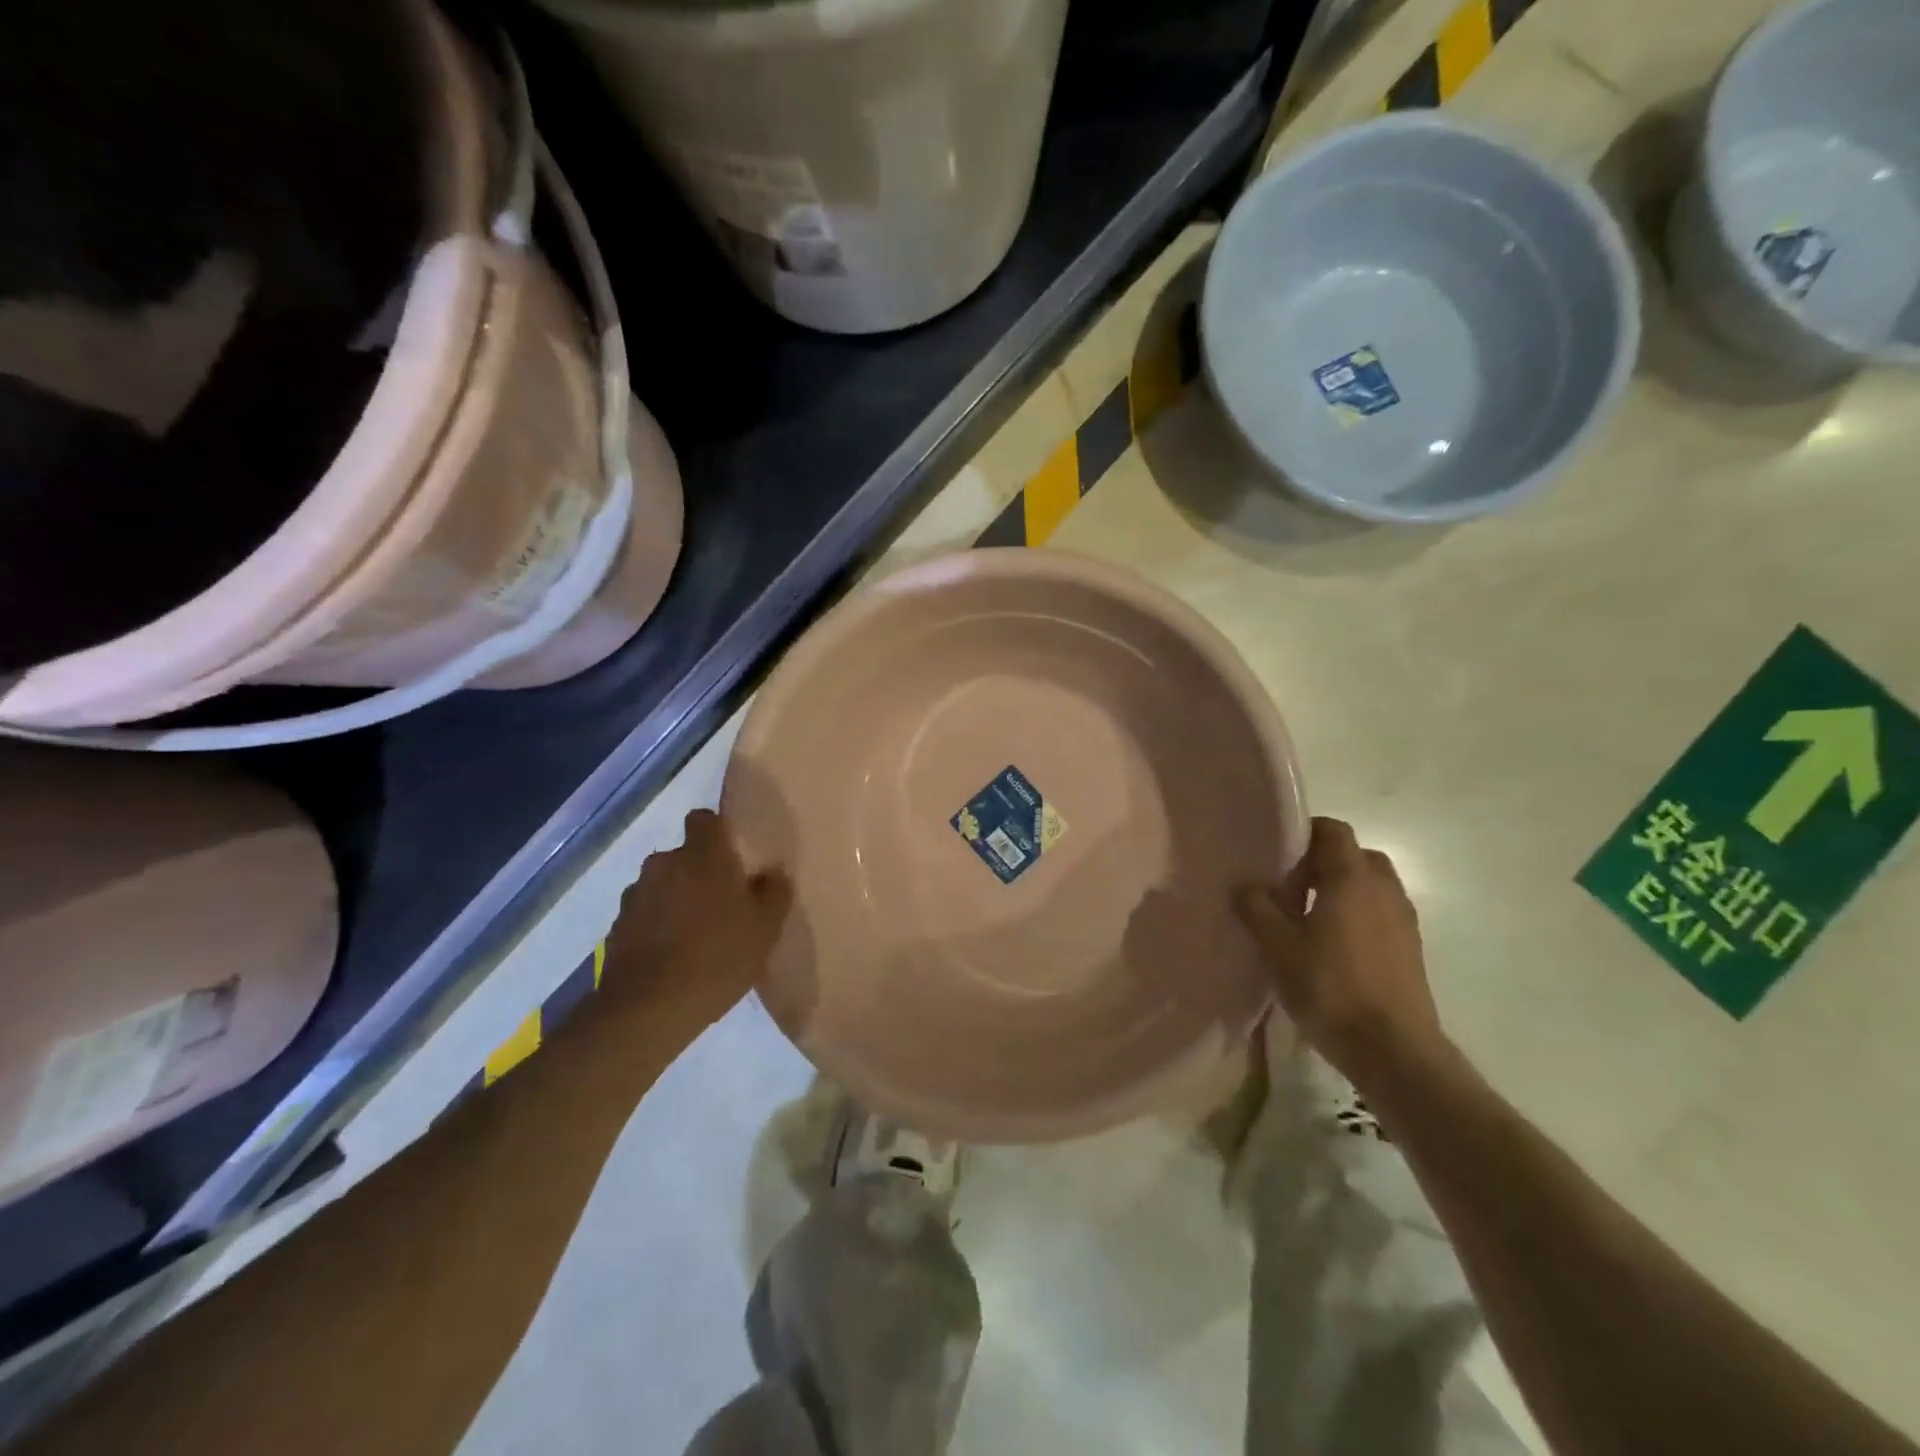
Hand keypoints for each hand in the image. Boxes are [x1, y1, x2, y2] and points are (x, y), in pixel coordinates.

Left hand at [602, 809, 791, 1024]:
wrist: (648, 1010)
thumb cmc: (717, 958)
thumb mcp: (765, 928)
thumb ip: (774, 892)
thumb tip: (772, 873)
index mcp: (703, 855)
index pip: (704, 819)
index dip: (718, 832)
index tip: (733, 856)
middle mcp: (664, 863)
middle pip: (684, 855)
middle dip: (699, 871)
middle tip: (722, 903)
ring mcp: (636, 894)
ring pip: (663, 884)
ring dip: (677, 898)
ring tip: (696, 933)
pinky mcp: (617, 926)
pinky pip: (646, 913)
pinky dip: (658, 925)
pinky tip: (673, 955)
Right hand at [1235, 817, 1446, 1093]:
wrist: (1393, 1050)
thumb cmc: (1329, 987)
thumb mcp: (1277, 947)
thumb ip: (1257, 908)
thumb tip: (1246, 886)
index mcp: (1352, 879)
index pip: (1334, 831)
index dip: (1306, 832)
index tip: (1278, 851)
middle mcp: (1384, 890)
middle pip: (1356, 855)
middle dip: (1324, 861)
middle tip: (1291, 883)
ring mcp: (1403, 920)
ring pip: (1371, 886)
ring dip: (1342, 889)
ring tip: (1308, 917)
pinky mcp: (1410, 949)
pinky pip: (1381, 913)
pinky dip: (1358, 914)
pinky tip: (1332, 946)